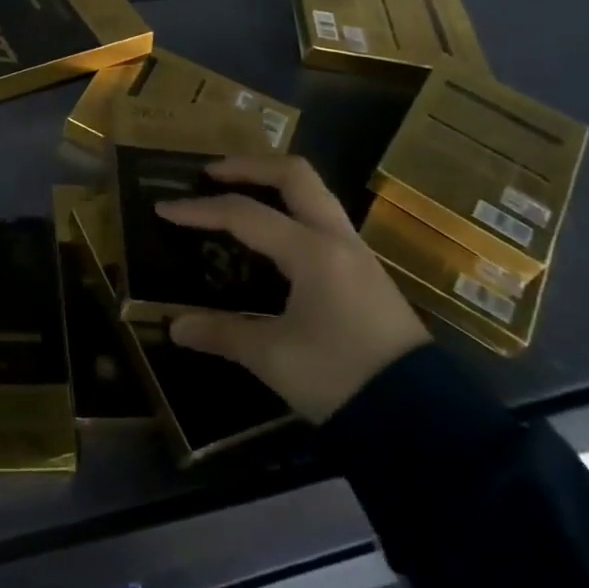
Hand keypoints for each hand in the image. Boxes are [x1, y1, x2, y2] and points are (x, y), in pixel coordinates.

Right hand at [156, 155, 429, 423]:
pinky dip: (291, 210)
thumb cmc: (342, 379)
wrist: (424, 420)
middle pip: (293, 175)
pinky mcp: (366, 273)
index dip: (199, 210)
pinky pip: (323, 218)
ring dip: (273, 184)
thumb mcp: (274, 359)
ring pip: (314, 193)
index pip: (244, 215)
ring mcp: (356, 253)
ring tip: (239, 195)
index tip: (164, 209)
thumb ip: (222, 334)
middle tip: (211, 174)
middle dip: (248, 167)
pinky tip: (273, 237)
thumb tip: (175, 327)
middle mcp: (336, 239)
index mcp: (311, 252)